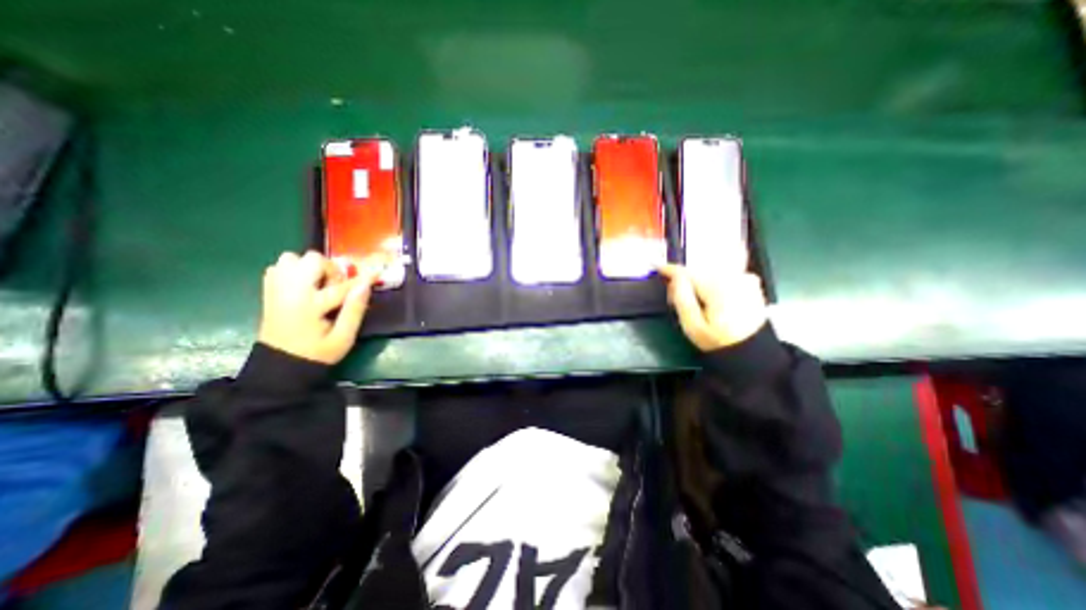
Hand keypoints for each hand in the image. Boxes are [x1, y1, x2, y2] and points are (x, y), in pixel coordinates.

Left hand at [257, 250, 381, 364]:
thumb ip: (355, 310)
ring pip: (291, 258)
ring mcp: (276, 290)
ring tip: (320, 284)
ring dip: (310, 267)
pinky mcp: (269, 291)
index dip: (362, 279)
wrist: (280, 365)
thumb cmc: (317, 353)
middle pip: (311, 260)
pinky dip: (294, 270)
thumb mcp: (343, 338)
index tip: (376, 273)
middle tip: (337, 285)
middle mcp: (290, 292)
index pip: (341, 286)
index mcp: (310, 306)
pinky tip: (305, 285)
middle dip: (331, 269)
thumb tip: (365, 285)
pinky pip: (279, 267)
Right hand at [658, 262, 765, 351]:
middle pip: (698, 272)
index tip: (656, 267)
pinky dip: (713, 284)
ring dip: (698, 283)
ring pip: (710, 274)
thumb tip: (675, 279)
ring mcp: (745, 280)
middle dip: (684, 281)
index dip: (669, 270)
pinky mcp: (751, 284)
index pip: (687, 272)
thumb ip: (682, 299)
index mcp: (717, 288)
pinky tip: (710, 299)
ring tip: (693, 302)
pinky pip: (723, 277)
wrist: (753, 352)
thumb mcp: (693, 326)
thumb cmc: (719, 341)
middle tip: (675, 298)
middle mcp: (733, 278)